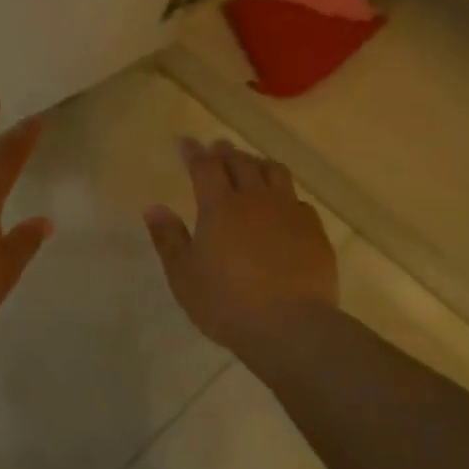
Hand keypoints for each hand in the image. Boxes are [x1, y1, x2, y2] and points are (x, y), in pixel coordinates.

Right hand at [144, 138, 337, 357]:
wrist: (291, 326)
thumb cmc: (226, 302)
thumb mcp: (183, 275)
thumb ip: (168, 238)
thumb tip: (153, 208)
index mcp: (219, 207)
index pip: (205, 167)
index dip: (194, 152)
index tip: (186, 142)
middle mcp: (255, 200)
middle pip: (241, 163)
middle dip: (226, 152)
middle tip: (217, 147)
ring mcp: (289, 213)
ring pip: (275, 173)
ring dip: (258, 163)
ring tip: (251, 165)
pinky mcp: (314, 232)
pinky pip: (298, 201)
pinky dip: (284, 195)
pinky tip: (283, 205)